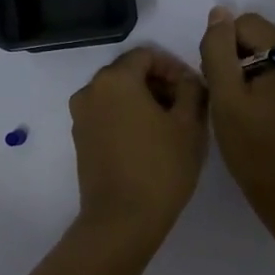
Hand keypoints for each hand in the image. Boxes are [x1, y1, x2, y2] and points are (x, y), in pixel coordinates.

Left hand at [69, 47, 208, 244]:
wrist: (122, 220)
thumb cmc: (161, 168)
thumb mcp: (189, 124)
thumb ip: (192, 89)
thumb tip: (187, 80)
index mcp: (115, 80)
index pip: (147, 54)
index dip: (175, 66)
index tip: (194, 89)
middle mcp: (90, 91)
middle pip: (129, 72)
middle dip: (160, 84)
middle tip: (187, 107)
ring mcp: (81, 117)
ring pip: (118, 95)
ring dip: (145, 101)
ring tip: (172, 126)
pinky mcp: (80, 140)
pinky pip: (107, 115)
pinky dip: (128, 117)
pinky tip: (151, 141)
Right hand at [199, 7, 274, 220]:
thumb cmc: (257, 151)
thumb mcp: (227, 98)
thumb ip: (218, 50)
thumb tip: (219, 13)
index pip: (244, 25)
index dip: (222, 52)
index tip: (219, 88)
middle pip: (259, 39)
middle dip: (236, 64)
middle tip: (228, 104)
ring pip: (268, 59)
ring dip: (248, 78)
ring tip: (242, 114)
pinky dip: (264, 90)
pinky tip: (257, 118)